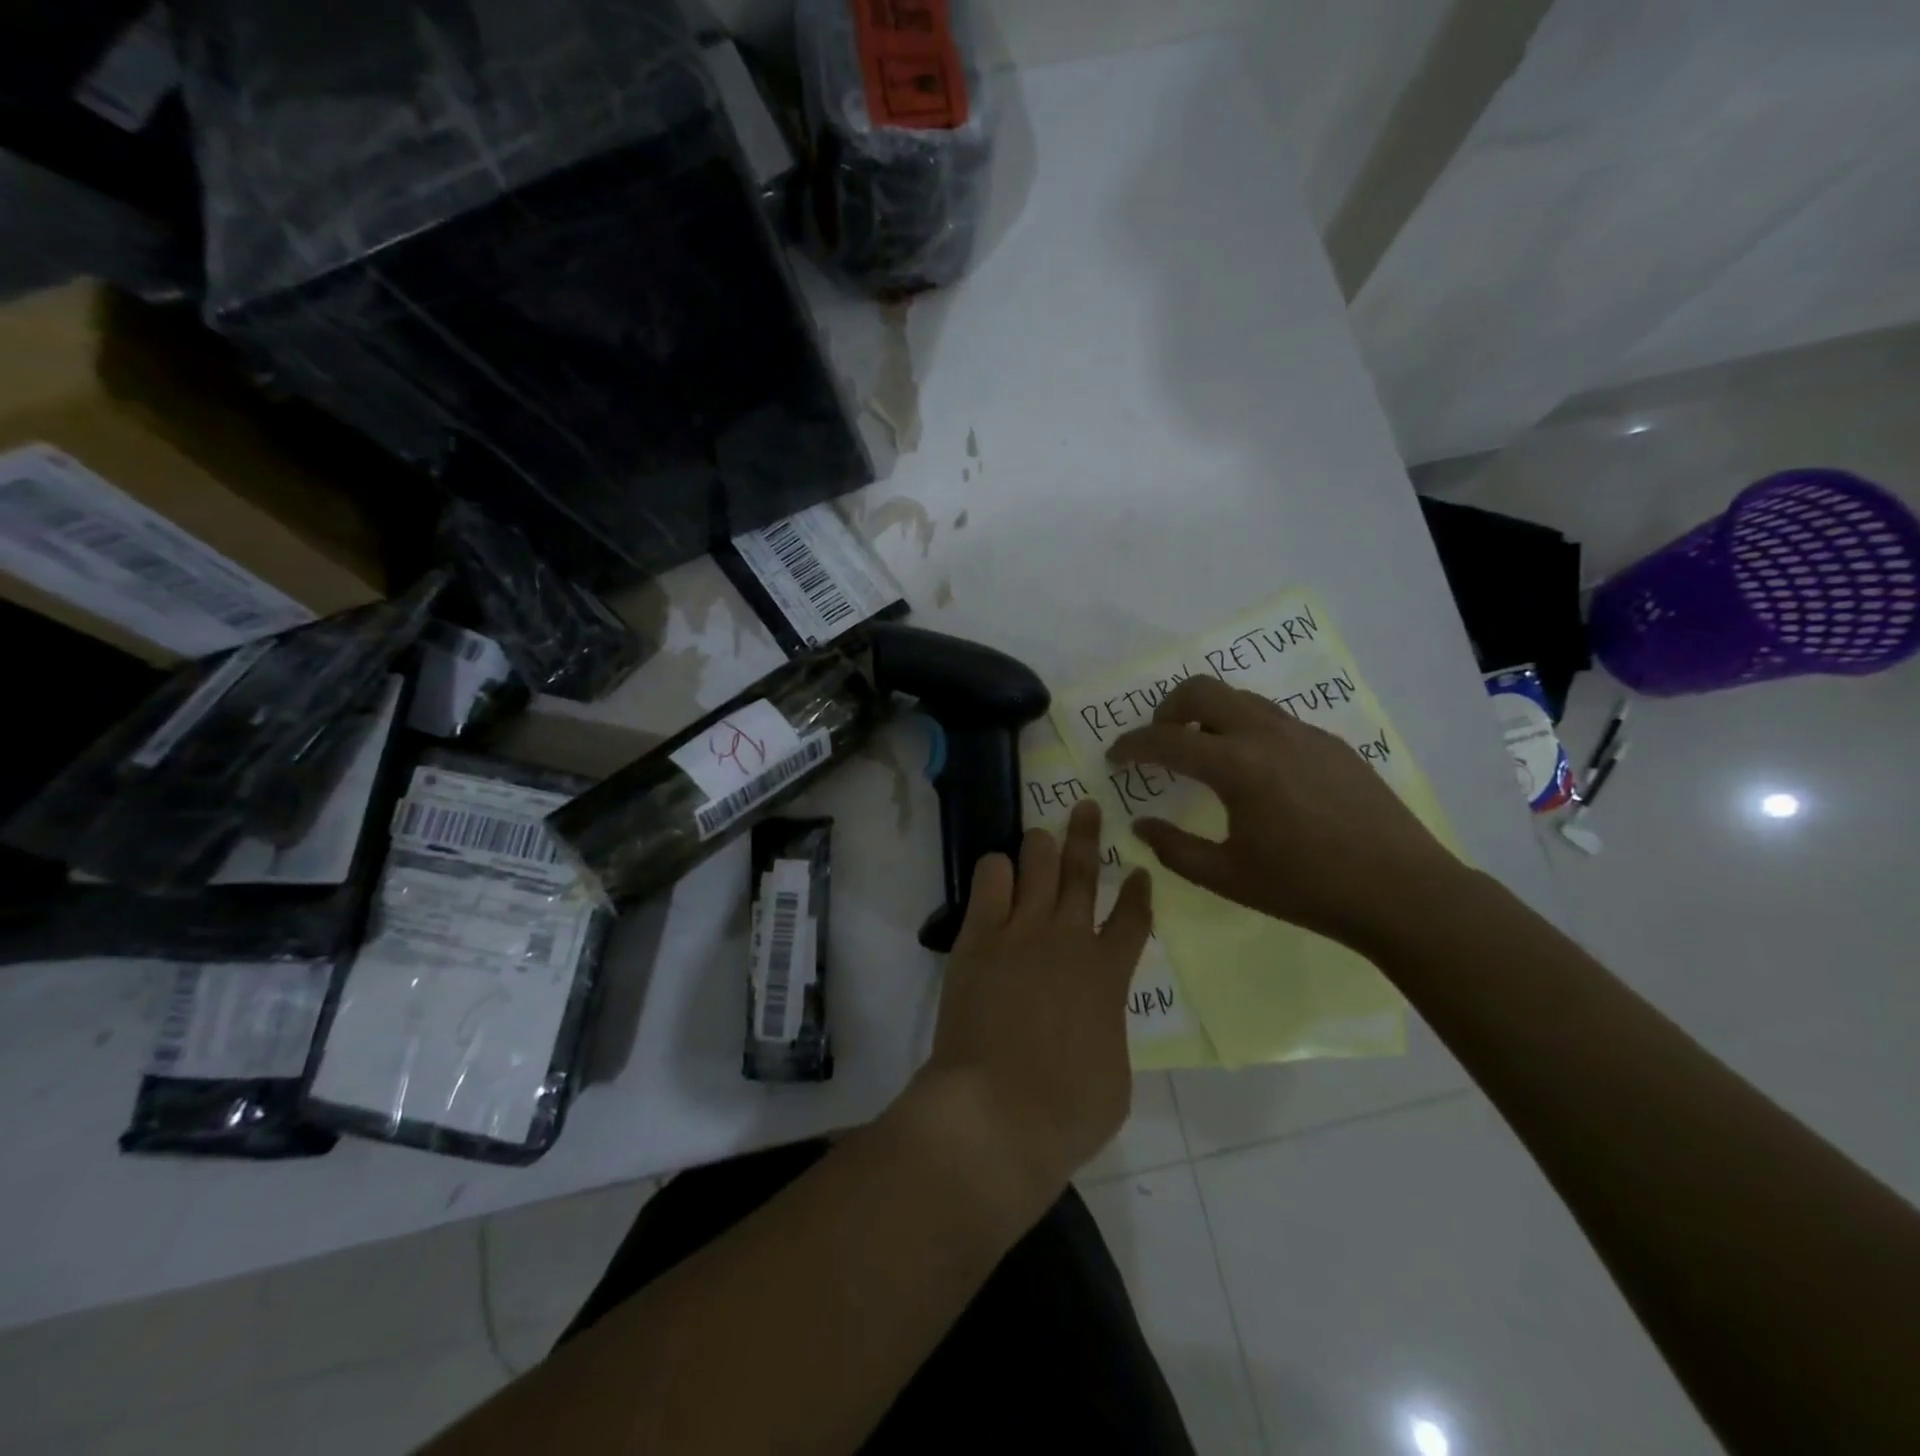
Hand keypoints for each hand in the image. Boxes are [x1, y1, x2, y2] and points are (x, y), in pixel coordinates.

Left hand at [917, 800, 1152, 1207]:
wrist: (996, 1113)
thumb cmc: (1066, 1110)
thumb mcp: (1115, 1075)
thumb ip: (1109, 1028)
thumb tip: (1095, 1014)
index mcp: (1109, 975)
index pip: (1132, 919)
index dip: (1138, 891)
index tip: (1139, 870)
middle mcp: (1068, 940)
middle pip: (1083, 872)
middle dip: (1088, 836)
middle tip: (1087, 807)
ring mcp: (1021, 933)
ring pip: (1037, 865)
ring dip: (1041, 846)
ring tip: (1040, 835)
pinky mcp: (979, 938)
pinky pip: (990, 882)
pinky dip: (997, 870)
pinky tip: (999, 872)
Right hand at [1107, 676, 1459, 948]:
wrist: (1402, 892)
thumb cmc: (1307, 889)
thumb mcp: (1228, 877)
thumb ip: (1173, 849)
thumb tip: (1140, 825)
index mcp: (1237, 767)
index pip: (1166, 740)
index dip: (1131, 745)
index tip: (1114, 757)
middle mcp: (1267, 734)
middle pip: (1201, 690)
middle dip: (1166, 709)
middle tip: (1159, 742)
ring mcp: (1303, 733)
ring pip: (1239, 698)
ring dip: (1207, 715)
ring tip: (1202, 753)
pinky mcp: (1330, 743)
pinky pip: (1272, 719)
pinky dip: (1244, 729)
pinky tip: (1254, 773)